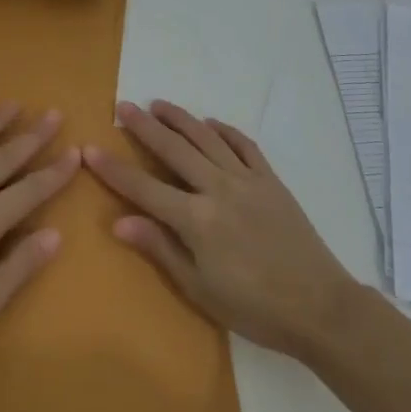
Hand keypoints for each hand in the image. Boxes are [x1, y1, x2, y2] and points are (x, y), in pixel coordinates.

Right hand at [85, 100, 358, 358]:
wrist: (320, 307)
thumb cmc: (254, 307)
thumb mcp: (200, 289)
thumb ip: (160, 248)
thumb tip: (119, 221)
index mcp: (197, 220)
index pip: (144, 187)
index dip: (114, 169)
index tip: (90, 148)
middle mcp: (218, 189)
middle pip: (174, 149)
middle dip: (145, 127)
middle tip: (123, 106)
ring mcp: (248, 180)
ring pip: (206, 138)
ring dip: (181, 118)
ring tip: (158, 104)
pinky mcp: (271, 180)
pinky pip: (244, 145)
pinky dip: (225, 130)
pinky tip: (210, 123)